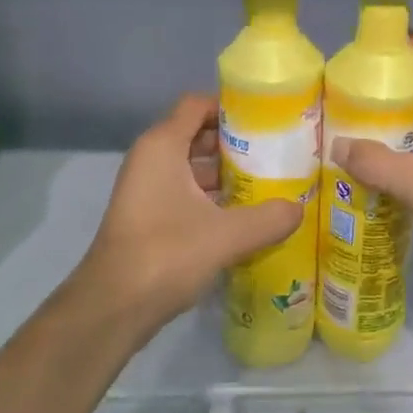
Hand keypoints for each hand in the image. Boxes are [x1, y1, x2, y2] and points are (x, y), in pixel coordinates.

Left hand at [68, 95, 301, 342]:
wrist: (113, 307)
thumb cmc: (166, 254)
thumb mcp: (227, 235)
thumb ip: (269, 218)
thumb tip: (299, 209)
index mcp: (162, 147)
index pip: (198, 105)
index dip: (231, 107)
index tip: (268, 119)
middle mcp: (152, 159)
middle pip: (198, 134)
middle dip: (237, 142)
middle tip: (278, 152)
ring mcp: (148, 189)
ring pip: (193, 167)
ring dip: (228, 173)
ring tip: (270, 182)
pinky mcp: (150, 217)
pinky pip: (187, 193)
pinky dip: (214, 197)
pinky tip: (246, 215)